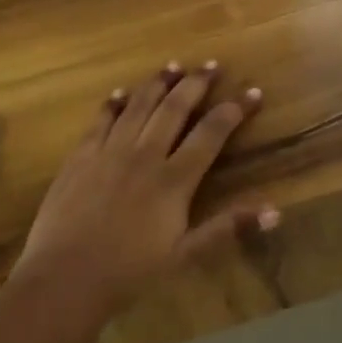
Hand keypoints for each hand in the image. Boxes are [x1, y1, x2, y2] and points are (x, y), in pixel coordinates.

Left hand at [11, 62, 277, 321]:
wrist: (65, 277)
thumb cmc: (129, 272)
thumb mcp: (185, 255)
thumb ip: (227, 228)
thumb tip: (276, 212)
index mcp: (174, 179)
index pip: (211, 133)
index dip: (234, 110)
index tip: (252, 92)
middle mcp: (144, 155)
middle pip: (175, 108)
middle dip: (197, 83)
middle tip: (212, 65)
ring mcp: (109, 152)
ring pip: (138, 105)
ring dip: (158, 83)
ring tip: (173, 66)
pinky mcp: (81, 156)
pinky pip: (101, 120)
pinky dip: (114, 103)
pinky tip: (121, 93)